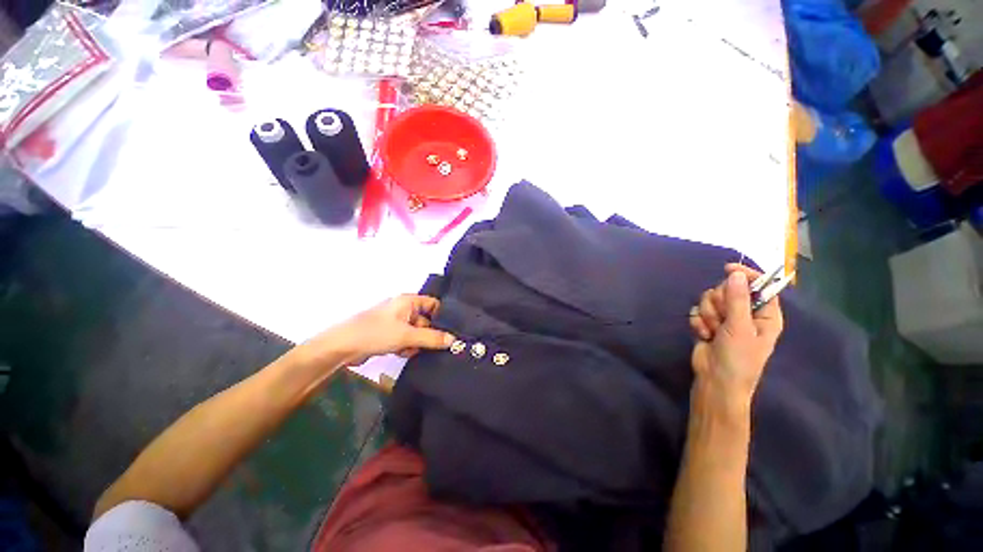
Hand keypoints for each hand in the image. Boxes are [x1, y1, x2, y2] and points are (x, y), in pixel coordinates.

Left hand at [294, 295, 456, 369]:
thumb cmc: (376, 333)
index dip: (442, 316)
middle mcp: (404, 309)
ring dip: (416, 343)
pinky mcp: (389, 334)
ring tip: (409, 350)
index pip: (433, 304)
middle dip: (428, 334)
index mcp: (408, 301)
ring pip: (417, 332)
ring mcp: (396, 322)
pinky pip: (406, 339)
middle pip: (426, 320)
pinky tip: (401, 353)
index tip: (450, 331)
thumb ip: (431, 338)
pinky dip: (406, 347)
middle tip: (431, 346)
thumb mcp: (407, 335)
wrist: (342, 348)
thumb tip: (453, 340)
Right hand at [688, 264, 783, 414]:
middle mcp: (745, 314)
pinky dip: (698, 322)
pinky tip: (703, 334)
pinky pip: (698, 311)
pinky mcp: (707, 323)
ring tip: (712, 331)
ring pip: (710, 299)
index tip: (728, 268)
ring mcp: (725, 319)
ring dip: (708, 315)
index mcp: (765, 315)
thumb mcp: (740, 328)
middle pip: (729, 290)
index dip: (746, 275)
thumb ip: (738, 299)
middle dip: (720, 302)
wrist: (715, 380)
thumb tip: (735, 274)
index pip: (760, 286)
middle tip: (721, 318)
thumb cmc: (738, 358)